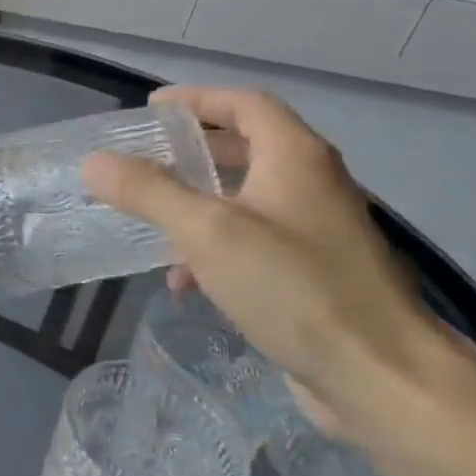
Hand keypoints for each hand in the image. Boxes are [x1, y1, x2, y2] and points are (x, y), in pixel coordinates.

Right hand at [83, 87, 451, 434]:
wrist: (380, 377)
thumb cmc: (293, 288)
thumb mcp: (207, 232)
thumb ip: (149, 192)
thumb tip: (95, 162)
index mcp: (295, 158)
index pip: (245, 104)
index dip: (197, 98)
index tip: (152, 109)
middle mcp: (312, 185)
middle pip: (247, 148)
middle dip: (193, 151)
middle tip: (145, 159)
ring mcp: (316, 232)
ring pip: (246, 199)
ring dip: (198, 203)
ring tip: (152, 219)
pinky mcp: (314, 275)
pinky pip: (254, 243)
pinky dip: (214, 249)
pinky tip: (184, 282)